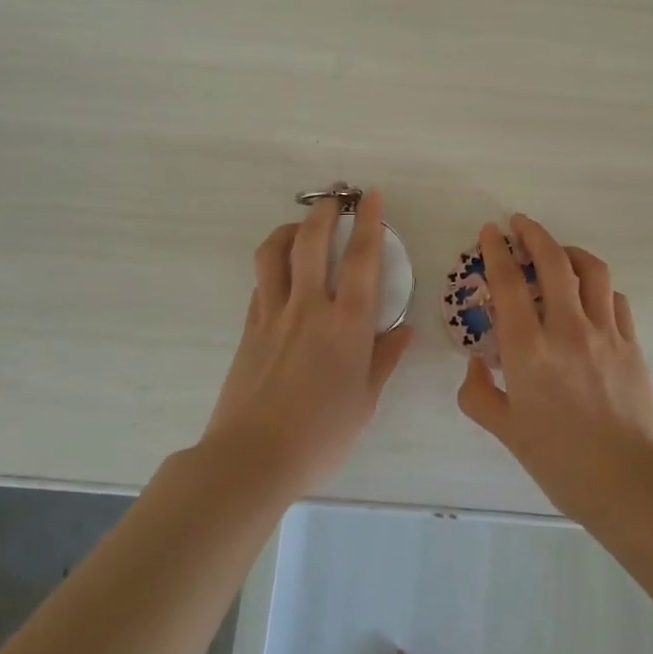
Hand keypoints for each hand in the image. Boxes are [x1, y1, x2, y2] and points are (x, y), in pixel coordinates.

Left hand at [201, 191, 413, 499]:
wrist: (253, 456)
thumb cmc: (322, 434)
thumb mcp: (365, 400)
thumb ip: (385, 358)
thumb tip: (404, 329)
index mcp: (347, 323)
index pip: (363, 259)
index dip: (370, 222)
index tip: (372, 197)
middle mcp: (309, 307)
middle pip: (312, 241)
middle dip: (324, 211)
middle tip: (333, 198)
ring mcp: (273, 314)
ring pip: (274, 253)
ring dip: (289, 230)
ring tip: (301, 227)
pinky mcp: (249, 328)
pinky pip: (260, 283)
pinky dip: (272, 267)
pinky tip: (280, 273)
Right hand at [457, 214, 652, 523]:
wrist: (630, 483)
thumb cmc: (561, 462)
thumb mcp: (507, 432)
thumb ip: (479, 395)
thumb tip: (474, 365)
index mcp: (529, 350)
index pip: (509, 283)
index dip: (497, 251)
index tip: (491, 230)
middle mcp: (567, 329)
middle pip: (553, 260)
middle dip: (534, 233)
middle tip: (520, 223)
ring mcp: (605, 332)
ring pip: (591, 270)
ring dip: (570, 251)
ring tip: (557, 251)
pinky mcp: (632, 343)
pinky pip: (615, 298)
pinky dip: (599, 286)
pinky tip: (590, 294)